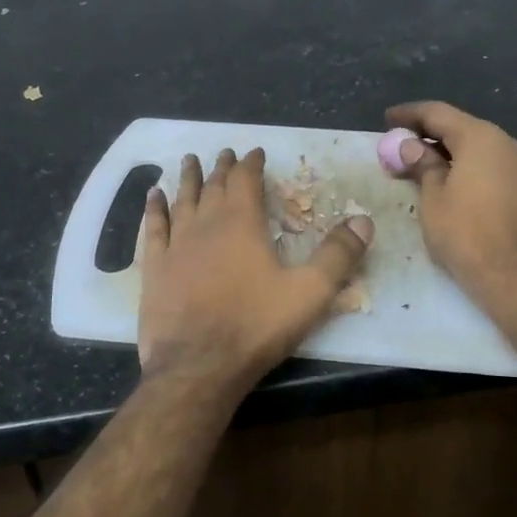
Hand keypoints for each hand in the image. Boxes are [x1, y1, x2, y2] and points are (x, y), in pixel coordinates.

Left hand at [138, 148, 372, 388]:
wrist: (198, 365)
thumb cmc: (256, 326)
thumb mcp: (310, 292)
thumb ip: (338, 255)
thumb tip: (364, 220)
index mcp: (242, 223)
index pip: (246, 180)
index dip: (252, 163)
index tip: (255, 152)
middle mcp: (205, 224)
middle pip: (213, 186)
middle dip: (222, 168)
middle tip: (225, 153)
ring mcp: (176, 245)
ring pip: (182, 200)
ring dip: (187, 179)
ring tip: (188, 160)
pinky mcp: (154, 268)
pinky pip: (153, 227)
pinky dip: (154, 208)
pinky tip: (153, 196)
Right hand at [385, 101, 516, 314]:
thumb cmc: (467, 233)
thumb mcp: (433, 197)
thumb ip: (422, 165)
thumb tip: (410, 146)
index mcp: (480, 137)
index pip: (438, 113)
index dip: (409, 114)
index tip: (386, 120)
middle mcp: (506, 142)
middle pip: (460, 128)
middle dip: (427, 135)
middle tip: (398, 148)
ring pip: (476, 148)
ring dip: (446, 153)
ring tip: (418, 167)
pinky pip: (489, 166)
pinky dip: (465, 167)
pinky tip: (447, 183)